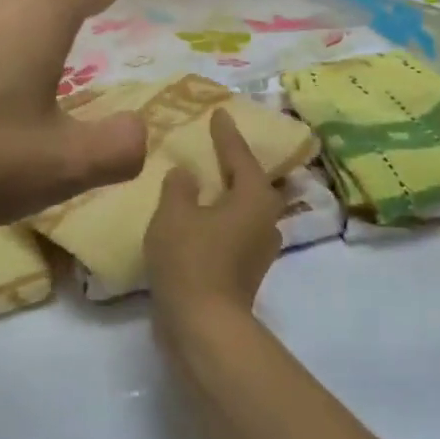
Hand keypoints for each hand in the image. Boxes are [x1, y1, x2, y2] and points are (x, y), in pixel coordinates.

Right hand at [145, 107, 284, 325]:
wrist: (203, 325)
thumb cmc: (191, 260)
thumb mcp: (174, 214)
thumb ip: (179, 187)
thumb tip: (187, 175)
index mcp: (254, 197)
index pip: (240, 155)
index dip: (226, 134)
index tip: (220, 113)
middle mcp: (265, 220)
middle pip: (252, 183)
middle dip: (235, 164)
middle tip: (217, 147)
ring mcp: (259, 249)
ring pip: (244, 209)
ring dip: (228, 194)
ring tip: (207, 181)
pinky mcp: (246, 271)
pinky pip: (234, 231)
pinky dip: (220, 219)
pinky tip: (200, 218)